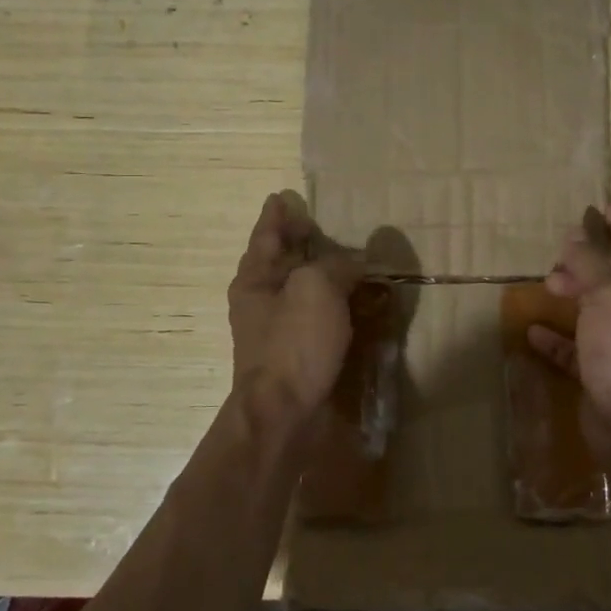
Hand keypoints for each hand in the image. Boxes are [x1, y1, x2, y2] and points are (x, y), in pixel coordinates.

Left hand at [228, 190, 361, 433]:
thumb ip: (338, 266)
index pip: (267, 235)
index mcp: (256, 278)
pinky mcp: (296, 355)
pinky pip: (316, 318)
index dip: (277, 215)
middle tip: (320, 224)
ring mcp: (277, 330)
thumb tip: (355, 263)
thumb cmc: (294, 344)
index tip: (281, 196)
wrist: (283, 414)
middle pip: (281, 261)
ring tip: (344, 259)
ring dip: (319, 274)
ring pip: (300, 291)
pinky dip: (332, 305)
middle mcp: (261, 301)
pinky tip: (352, 303)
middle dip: (298, 242)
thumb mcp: (317, 289)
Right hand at [529, 179, 610, 444]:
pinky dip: (556, 335)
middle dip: (602, 248)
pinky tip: (534, 330)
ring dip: (576, 287)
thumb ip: (592, 263)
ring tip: (549, 278)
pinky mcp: (599, 372)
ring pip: (597, 305)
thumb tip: (576, 236)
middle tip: (572, 237)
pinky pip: (574, 347)